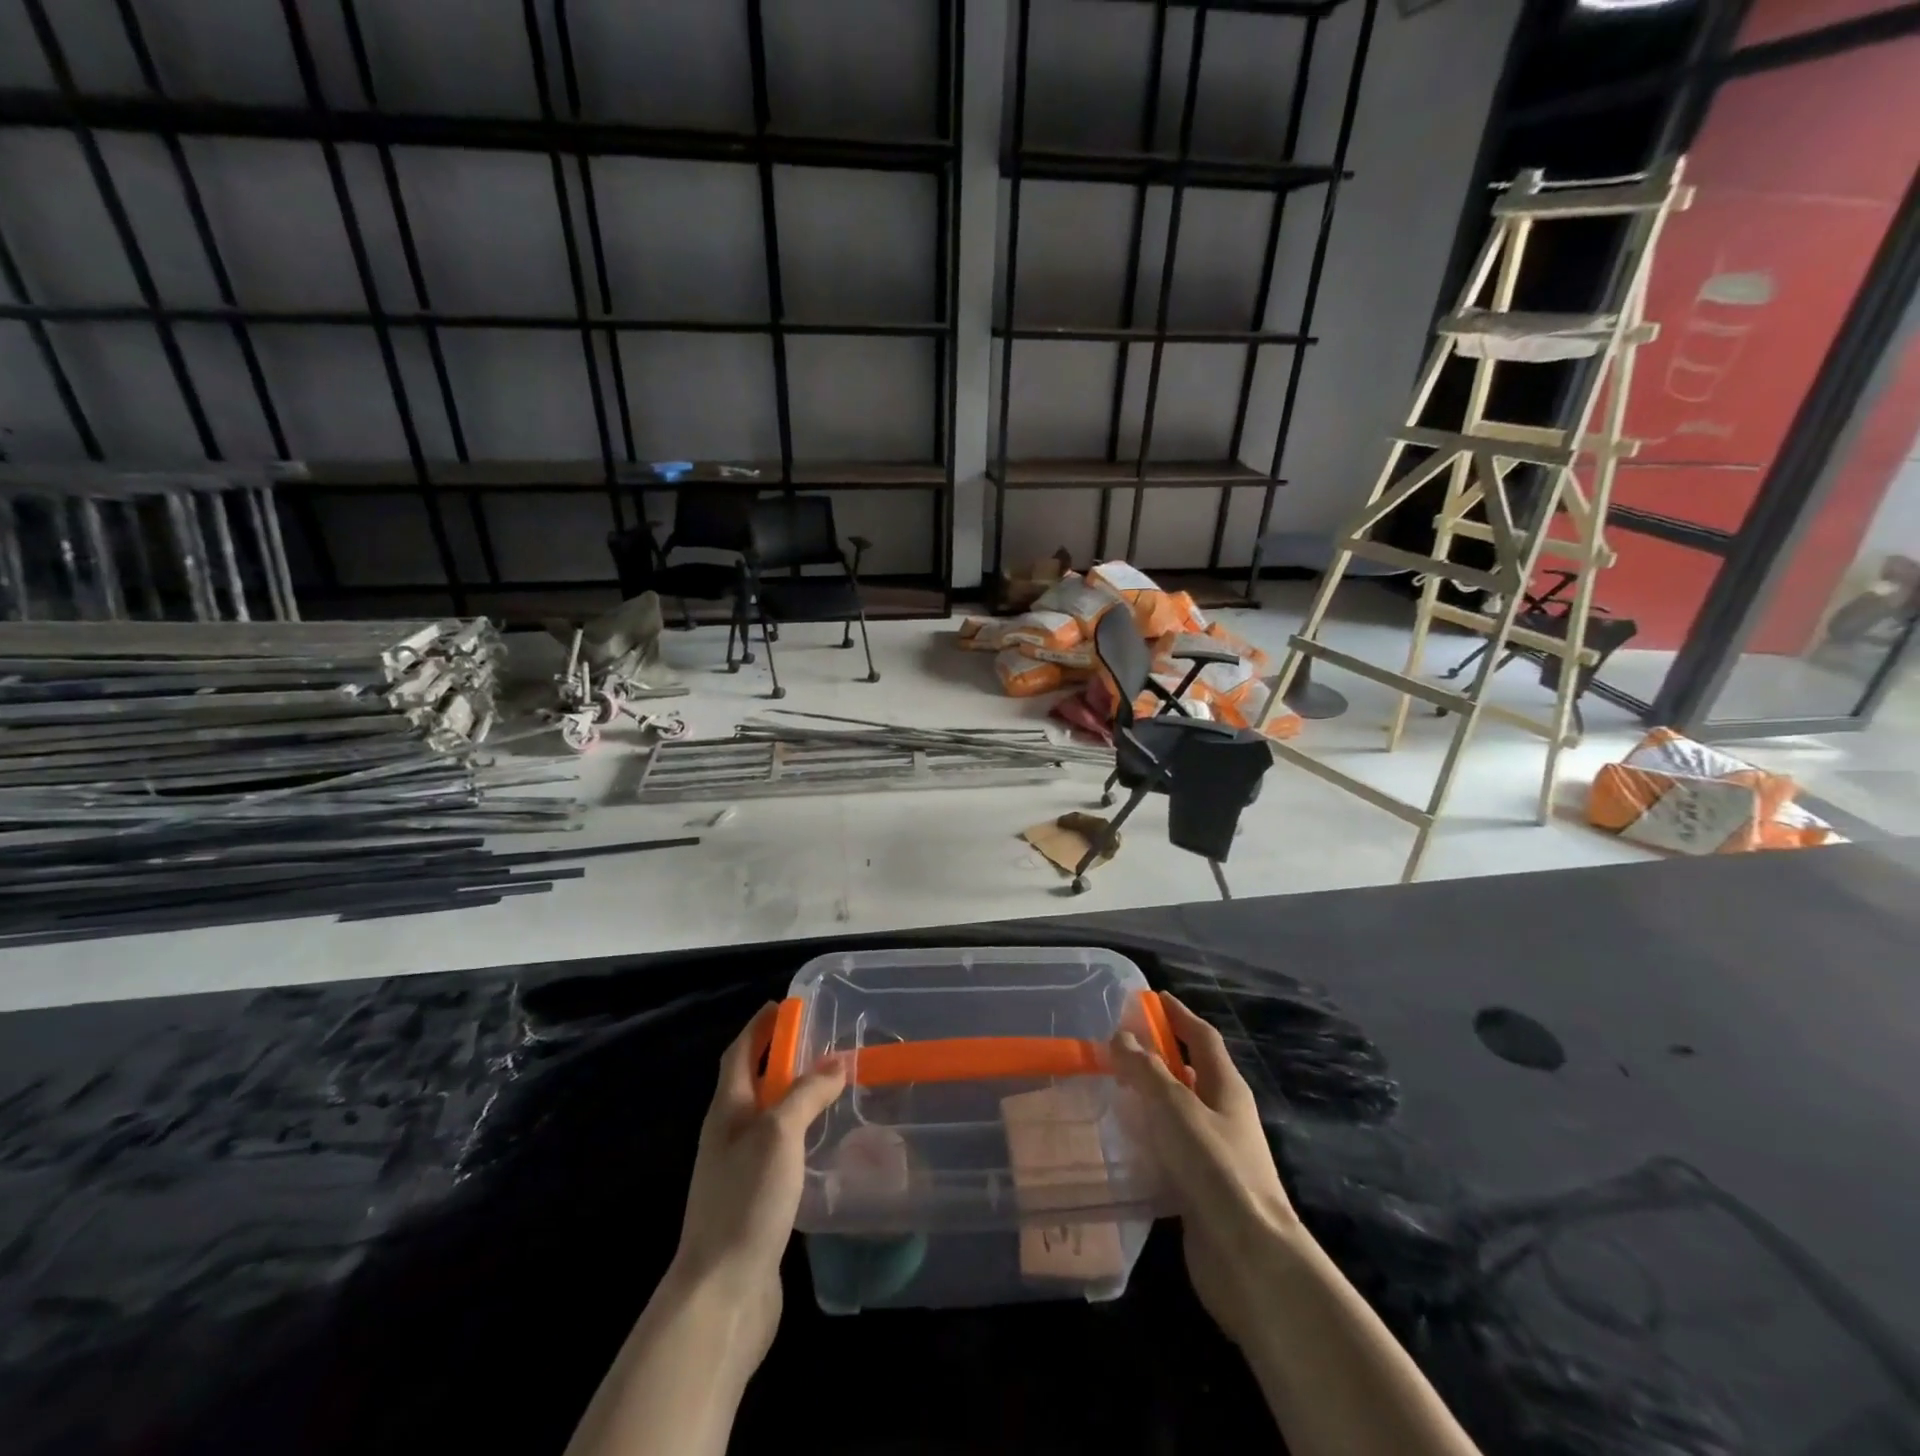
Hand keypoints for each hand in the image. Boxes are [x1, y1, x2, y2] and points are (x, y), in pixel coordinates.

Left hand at [670, 1004, 846, 1362]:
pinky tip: (823, 1144)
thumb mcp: (779, 1134)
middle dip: (779, 1057)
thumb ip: (807, 1094)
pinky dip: (799, 1134)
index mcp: (726, 1111)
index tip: (785, 1005)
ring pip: (766, 1118)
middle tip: (820, 1042)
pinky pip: (778, 1152)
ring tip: (829, 1086)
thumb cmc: (746, 1201)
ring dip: (792, 1096)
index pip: (739, 1053)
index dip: (759, 1027)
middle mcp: (727, 1135)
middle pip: (751, 1082)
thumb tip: (837, 1061)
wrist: (721, 1296)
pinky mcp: (754, 1202)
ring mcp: (738, 1171)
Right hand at [1110, 994, 1304, 1349]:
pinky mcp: (1200, 1189)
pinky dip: (1147, 1139)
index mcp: (1226, 1087)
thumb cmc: (1215, 1167)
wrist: (1249, 1258)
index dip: (1178, 1014)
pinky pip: (1169, 1151)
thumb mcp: (1175, 1106)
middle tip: (1117, 1046)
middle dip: (1158, 1056)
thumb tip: (1122, 1037)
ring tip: (1109, 1090)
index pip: (1202, 1036)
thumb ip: (1146, 1070)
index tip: (1151, 998)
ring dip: (1148, 1099)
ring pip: (1177, 1114)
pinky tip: (1120, 1143)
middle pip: (1190, 1073)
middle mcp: (1224, 1115)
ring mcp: (1215, 1155)